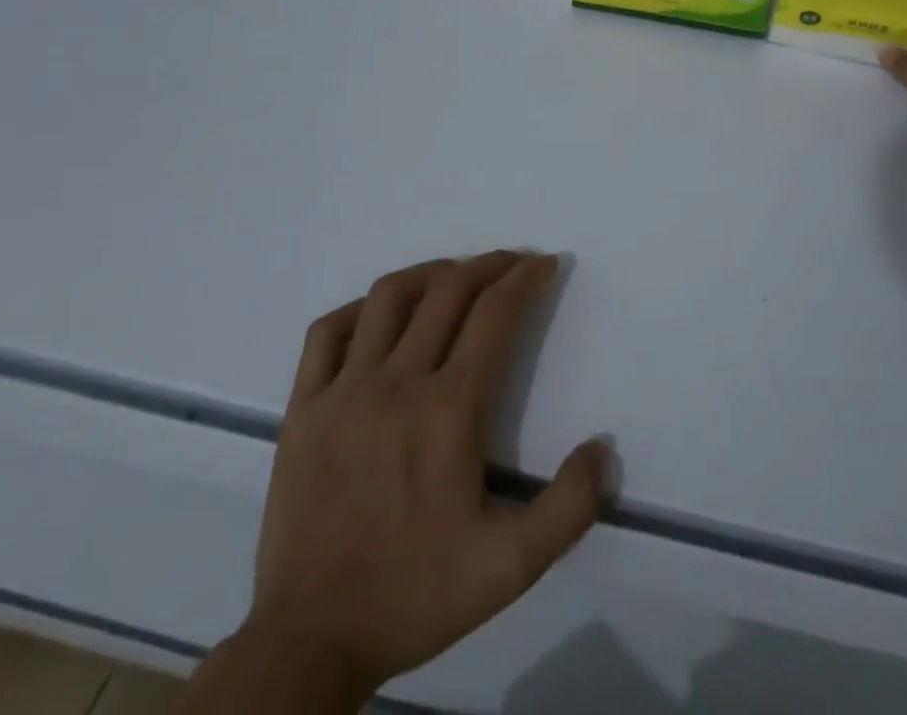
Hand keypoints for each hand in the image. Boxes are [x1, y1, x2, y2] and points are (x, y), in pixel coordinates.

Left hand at [242, 252, 609, 704]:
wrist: (309, 642)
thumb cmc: (415, 595)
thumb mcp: (510, 567)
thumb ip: (569, 508)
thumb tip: (603, 447)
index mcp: (449, 410)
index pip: (495, 314)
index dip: (525, 278)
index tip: (545, 264)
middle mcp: (398, 383)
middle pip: (449, 290)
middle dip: (490, 264)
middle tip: (513, 263)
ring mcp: (343, 390)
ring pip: (390, 296)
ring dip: (432, 273)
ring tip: (456, 275)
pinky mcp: (303, 407)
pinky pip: (329, 332)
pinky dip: (362, 308)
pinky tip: (382, 314)